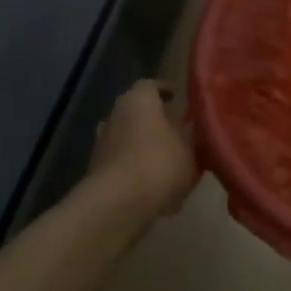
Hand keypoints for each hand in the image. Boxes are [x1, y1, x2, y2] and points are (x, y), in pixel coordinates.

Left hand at [88, 80, 199, 215]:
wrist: (118, 205)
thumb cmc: (160, 164)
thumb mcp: (192, 149)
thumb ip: (193, 136)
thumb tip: (193, 130)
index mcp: (138, 101)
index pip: (151, 86)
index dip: (166, 92)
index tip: (180, 101)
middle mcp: (115, 116)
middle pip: (138, 113)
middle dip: (157, 122)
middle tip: (179, 133)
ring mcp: (102, 144)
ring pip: (130, 140)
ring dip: (146, 148)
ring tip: (170, 164)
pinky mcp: (97, 172)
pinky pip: (124, 165)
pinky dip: (138, 172)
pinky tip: (158, 190)